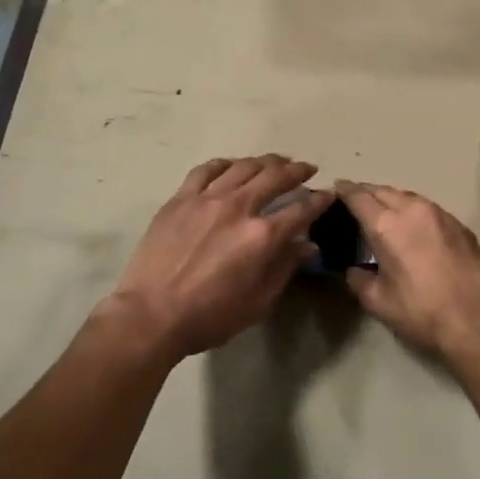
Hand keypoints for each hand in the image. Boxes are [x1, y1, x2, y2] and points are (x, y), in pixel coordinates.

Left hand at [109, 155, 331, 361]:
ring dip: (265, 161)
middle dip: (296, 170)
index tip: (328, 194)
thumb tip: (308, 246)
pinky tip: (232, 166)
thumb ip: (284, 269)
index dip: (319, 200)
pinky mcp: (180, 199)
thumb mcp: (258, 303)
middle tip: (306, 169)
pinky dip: (225, 164)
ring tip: (276, 161)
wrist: (151, 315)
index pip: (301, 210)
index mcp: (262, 236)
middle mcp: (238, 207)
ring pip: (243, 167)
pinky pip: (206, 170)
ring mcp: (207, 198)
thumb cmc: (209, 317)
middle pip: (275, 177)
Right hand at [336, 182, 479, 361]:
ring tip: (384, 211)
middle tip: (357, 201)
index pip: (358, 197)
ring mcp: (440, 214)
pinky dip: (415, 211)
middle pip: (384, 190)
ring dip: (392, 199)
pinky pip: (430, 209)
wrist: (475, 320)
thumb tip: (354, 270)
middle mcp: (412, 210)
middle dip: (367, 192)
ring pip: (409, 196)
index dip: (345, 190)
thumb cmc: (420, 311)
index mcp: (386, 226)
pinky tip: (415, 226)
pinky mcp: (459, 225)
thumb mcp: (378, 301)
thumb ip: (359, 280)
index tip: (337, 188)